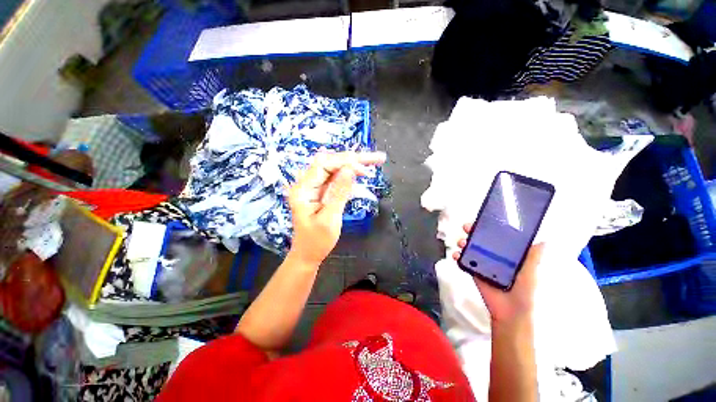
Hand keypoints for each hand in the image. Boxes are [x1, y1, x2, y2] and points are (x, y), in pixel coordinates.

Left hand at [287, 151, 385, 264]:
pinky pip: (336, 178)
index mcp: (303, 189)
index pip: (324, 165)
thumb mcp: (330, 218)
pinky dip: (350, 176)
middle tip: (377, 158)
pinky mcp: (321, 191)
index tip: (365, 166)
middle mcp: (306, 184)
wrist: (308, 254)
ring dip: (354, 165)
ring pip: (335, 168)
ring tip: (374, 163)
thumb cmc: (317, 241)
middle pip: (331, 162)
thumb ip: (339, 193)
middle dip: (353, 159)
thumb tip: (350, 169)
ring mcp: (314, 187)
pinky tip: (361, 175)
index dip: (345, 161)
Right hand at [453, 223, 542, 323]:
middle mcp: (493, 257)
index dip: (489, 228)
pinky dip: (458, 256)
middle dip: (473, 232)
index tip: (483, 220)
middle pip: (481, 240)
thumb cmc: (523, 293)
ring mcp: (482, 264)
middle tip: (468, 227)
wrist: (510, 313)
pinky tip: (456, 254)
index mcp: (507, 255)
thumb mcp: (530, 274)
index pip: (497, 237)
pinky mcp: (473, 271)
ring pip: (470, 248)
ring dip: (464, 242)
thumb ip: (533, 258)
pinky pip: (464, 261)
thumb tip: (544, 241)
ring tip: (462, 242)